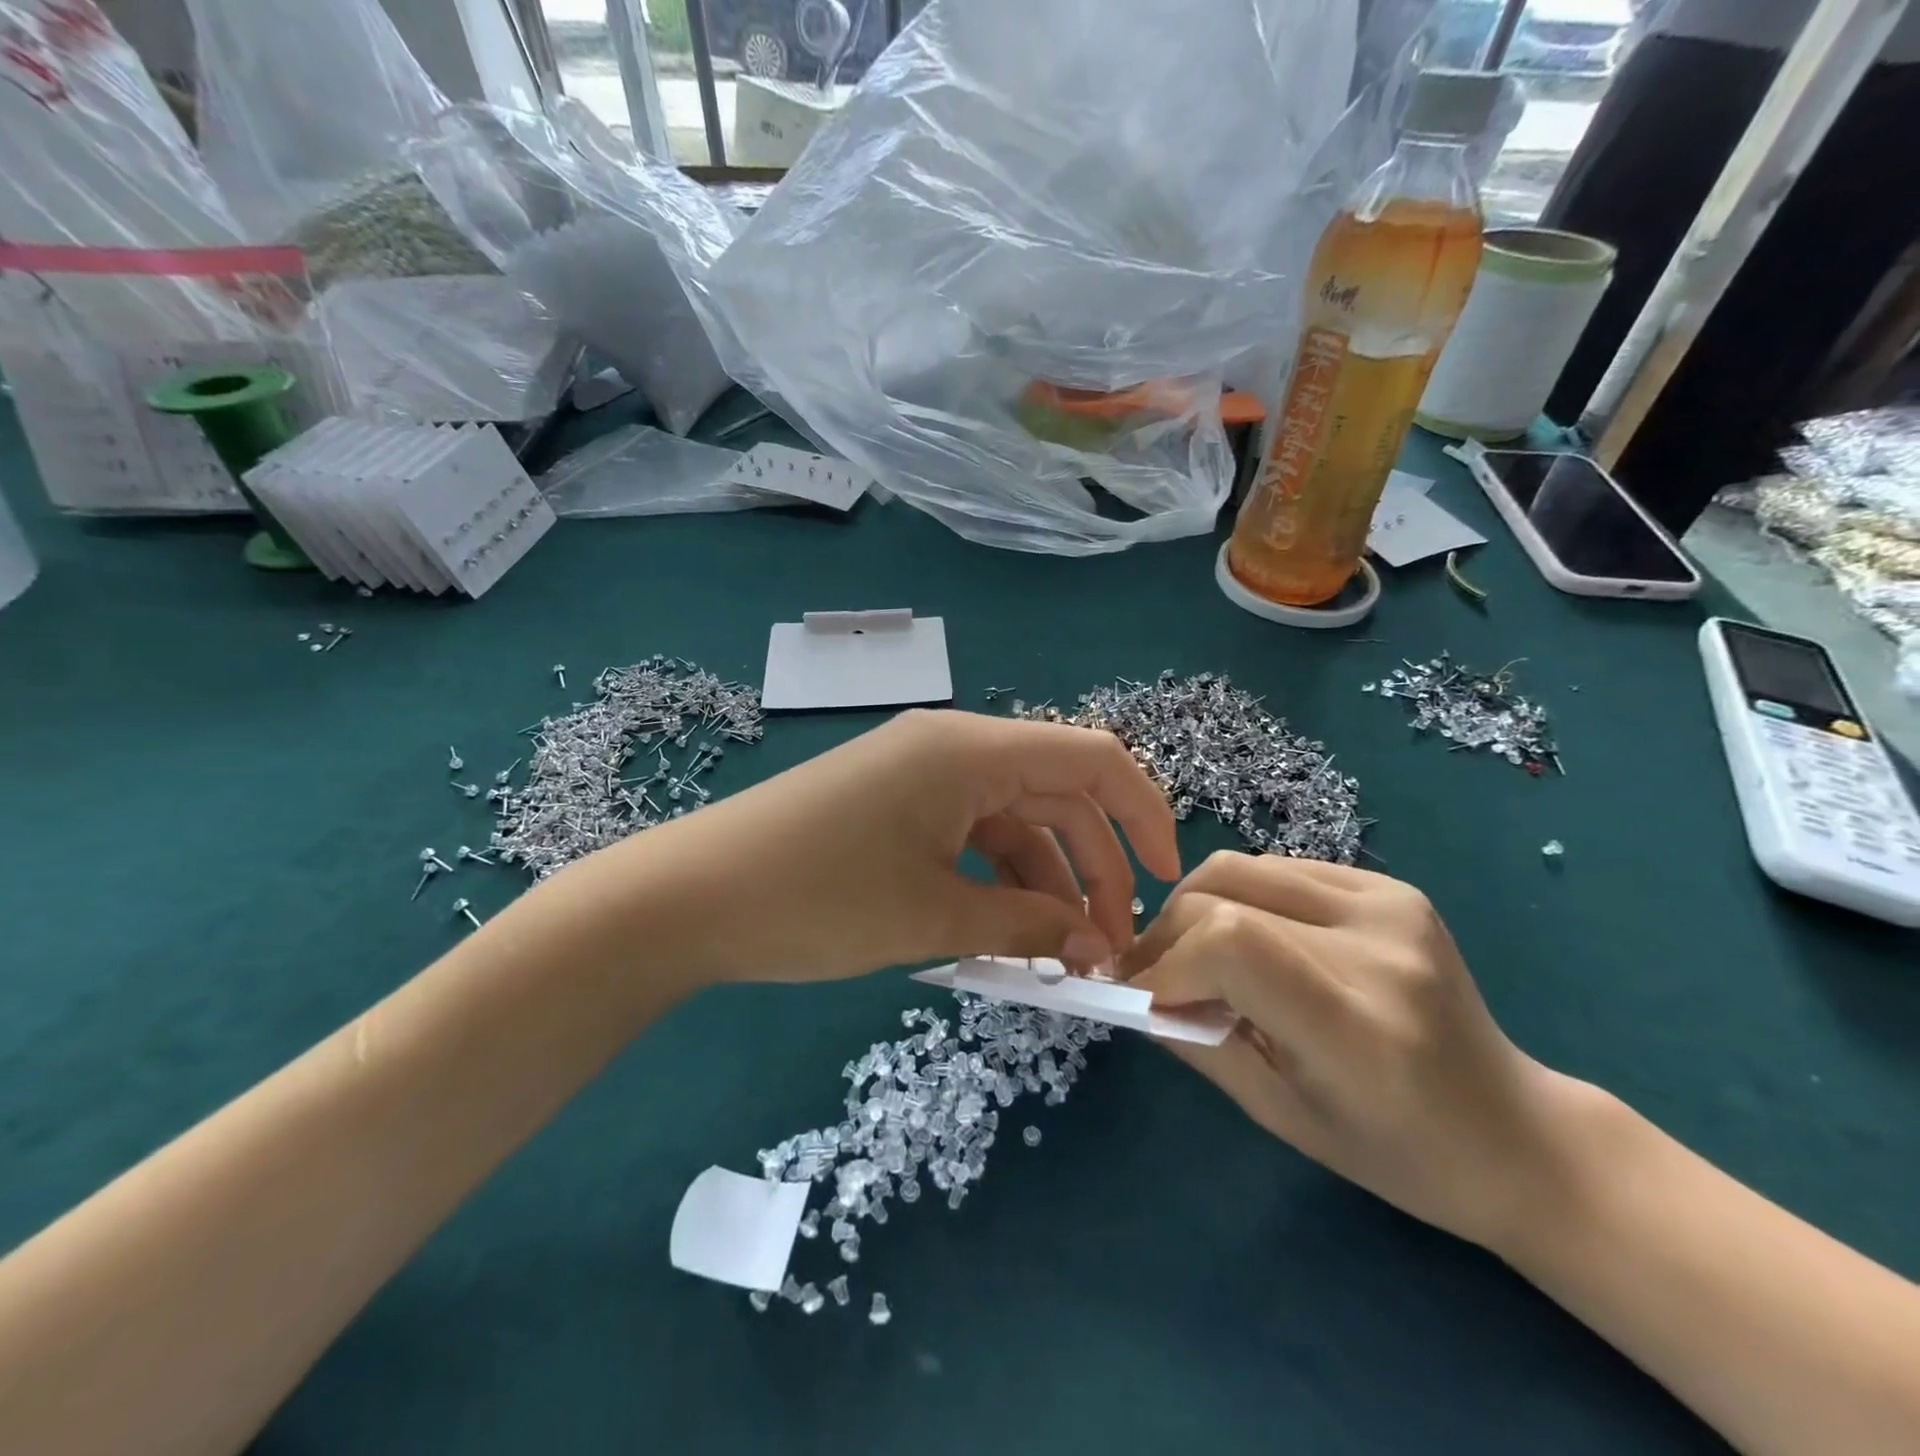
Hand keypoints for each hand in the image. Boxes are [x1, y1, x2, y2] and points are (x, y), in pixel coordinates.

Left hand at [607, 710, 1181, 985]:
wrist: (688, 896)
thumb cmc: (818, 899)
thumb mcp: (934, 917)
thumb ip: (1027, 924)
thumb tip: (1094, 945)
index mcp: (970, 750)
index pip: (1092, 760)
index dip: (1143, 813)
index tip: (1167, 880)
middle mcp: (951, 746)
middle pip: (1055, 793)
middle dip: (1092, 866)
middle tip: (1103, 947)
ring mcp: (918, 772)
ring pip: (1011, 818)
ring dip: (1041, 880)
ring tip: (1052, 956)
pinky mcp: (892, 802)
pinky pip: (967, 831)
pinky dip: (994, 877)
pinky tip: (999, 932)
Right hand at [1120, 852, 1587, 1250]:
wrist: (1517, 1133)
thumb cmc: (1398, 1154)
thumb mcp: (1282, 1116)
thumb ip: (1199, 1043)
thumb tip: (1136, 995)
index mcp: (1357, 1025)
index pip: (1231, 945)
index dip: (1167, 963)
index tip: (1138, 996)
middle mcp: (1377, 947)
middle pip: (1224, 893)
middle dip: (1168, 933)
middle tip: (1152, 975)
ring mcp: (1390, 905)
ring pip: (1242, 867)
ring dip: (1195, 906)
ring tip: (1191, 952)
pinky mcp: (1392, 886)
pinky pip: (1279, 869)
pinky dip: (1240, 898)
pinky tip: (1247, 936)